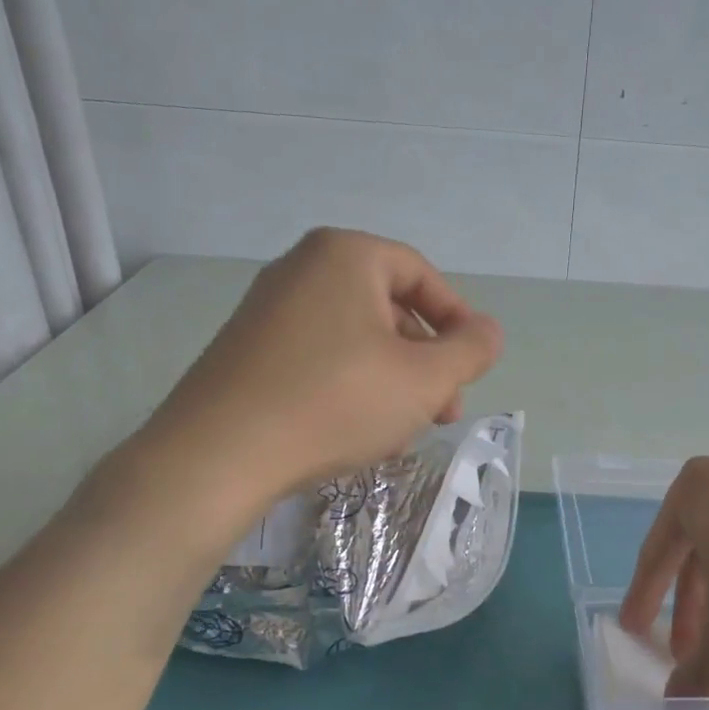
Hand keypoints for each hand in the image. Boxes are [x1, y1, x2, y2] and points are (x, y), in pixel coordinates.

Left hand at [135, 228, 502, 513]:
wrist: (220, 453)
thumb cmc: (336, 401)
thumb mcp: (424, 379)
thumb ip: (471, 350)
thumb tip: (488, 332)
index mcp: (345, 255)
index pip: (421, 274)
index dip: (457, 320)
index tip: (471, 366)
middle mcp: (301, 269)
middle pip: (388, 308)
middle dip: (425, 361)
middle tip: (443, 409)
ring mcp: (268, 310)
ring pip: (356, 339)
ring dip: (393, 381)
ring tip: (404, 430)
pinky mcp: (247, 351)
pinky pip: (319, 358)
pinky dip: (351, 387)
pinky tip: (359, 432)